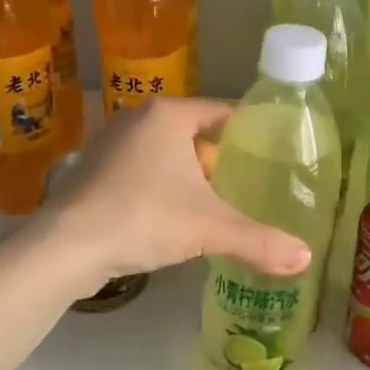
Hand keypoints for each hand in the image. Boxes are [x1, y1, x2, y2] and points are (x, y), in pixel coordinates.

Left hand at [40, 98, 311, 284]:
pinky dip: (163, 186)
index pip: (222, 111)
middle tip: (252, 182)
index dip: (250, 132)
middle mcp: (138, 118)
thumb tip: (306, 258)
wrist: (64, 248)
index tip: (274, 154)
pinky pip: (143, 170)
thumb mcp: (210, 229)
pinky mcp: (94, 171)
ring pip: (168, 153)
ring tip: (220, 201)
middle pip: (196, 133)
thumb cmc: (144, 218)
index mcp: (169, 114)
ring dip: (191, 175)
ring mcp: (111, 143)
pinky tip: (175, 215)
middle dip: (221, 158)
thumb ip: (260, 241)